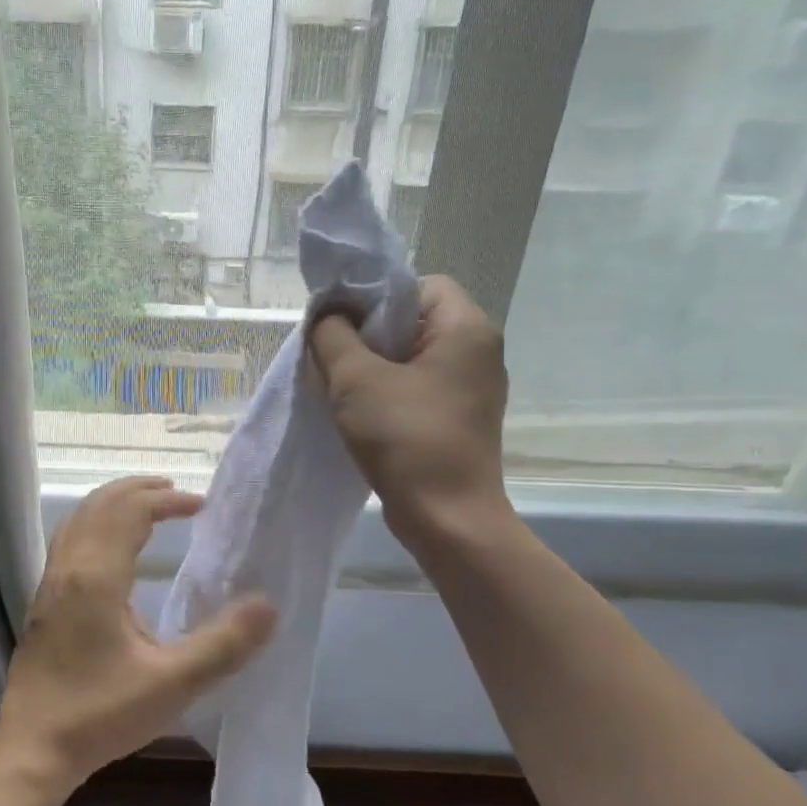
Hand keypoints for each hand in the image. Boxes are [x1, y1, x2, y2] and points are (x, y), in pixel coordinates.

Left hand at [0, 477, 277, 790]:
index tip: (200, 506)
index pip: (130, 511)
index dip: (166, 501)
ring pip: (80, 519)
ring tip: (148, 506)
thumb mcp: (172, 684)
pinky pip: (70, 538)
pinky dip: (96, 522)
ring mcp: (50, 582)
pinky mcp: (43, 600)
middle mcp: (69, 568)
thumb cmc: (101, 714)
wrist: (32, 747)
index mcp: (97, 576)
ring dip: (114, 503)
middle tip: (176, 493)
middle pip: (100, 504)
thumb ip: (223, 644)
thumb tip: (269, 606)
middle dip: (138, 490)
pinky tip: (112, 547)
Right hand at [309, 275, 511, 551]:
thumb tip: (328, 315)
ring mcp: (472, 388)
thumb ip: (332, 334)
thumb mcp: (355, 379)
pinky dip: (389, 390)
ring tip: (343, 385)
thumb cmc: (406, 439)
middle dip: (369, 332)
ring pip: (413, 355)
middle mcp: (478, 351)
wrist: (447, 520)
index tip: (343, 324)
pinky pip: (419, 385)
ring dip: (375, 364)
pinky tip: (362, 411)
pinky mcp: (460, 417)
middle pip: (415, 318)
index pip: (419, 284)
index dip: (377, 296)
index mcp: (466, 329)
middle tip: (334, 354)